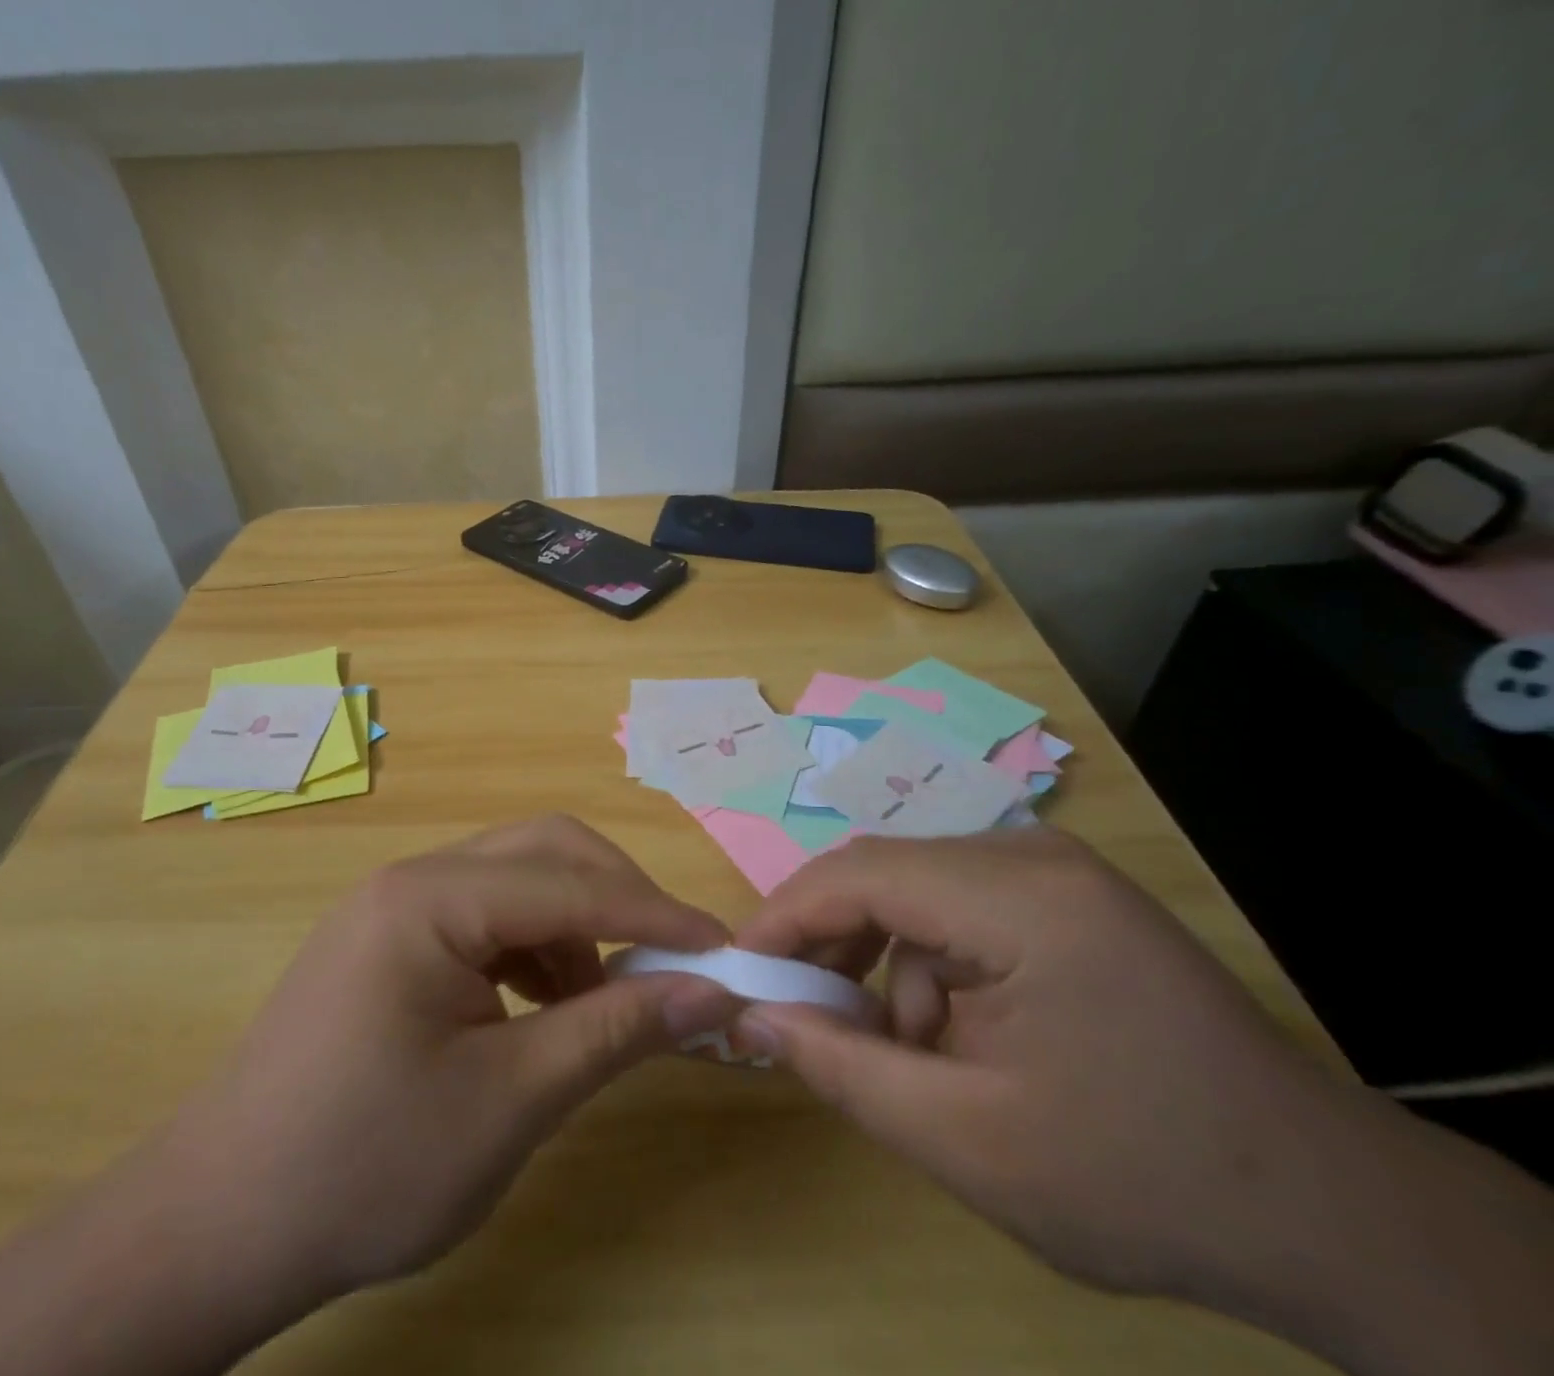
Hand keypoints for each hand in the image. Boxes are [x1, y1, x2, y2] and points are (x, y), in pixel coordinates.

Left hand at [163, 815, 737, 1303]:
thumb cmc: (362, 1167)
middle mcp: (414, 878)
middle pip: (544, 852)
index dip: (656, 916)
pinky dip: (536, 948)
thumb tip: (708, 993)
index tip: (725, 949)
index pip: (571, 884)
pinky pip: (487, 917)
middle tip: (671, 962)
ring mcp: (399, 906)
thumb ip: (613, 1031)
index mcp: (431, 898)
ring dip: (578, 925)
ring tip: (606, 999)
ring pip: (518, 879)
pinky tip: (548, 1006)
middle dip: (618, 899)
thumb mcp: (509, 1102)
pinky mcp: (393, 941)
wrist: (217, 1227)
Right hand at [732, 827, 1337, 1296]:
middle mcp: (1035, 856)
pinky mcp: (1066, 895)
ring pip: (917, 890)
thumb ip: (843, 1069)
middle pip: (886, 873)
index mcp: (1022, 900)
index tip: (741, 970)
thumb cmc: (1141, 1180)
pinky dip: (930, 962)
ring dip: (884, 960)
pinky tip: (954, 1030)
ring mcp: (1057, 870)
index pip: (862, 875)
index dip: (786, 916)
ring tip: (896, 1046)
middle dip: (830, 940)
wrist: (1324, 1209)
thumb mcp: (968, 1142)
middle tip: (799, 1010)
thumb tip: (754, 1016)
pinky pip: (960, 905)